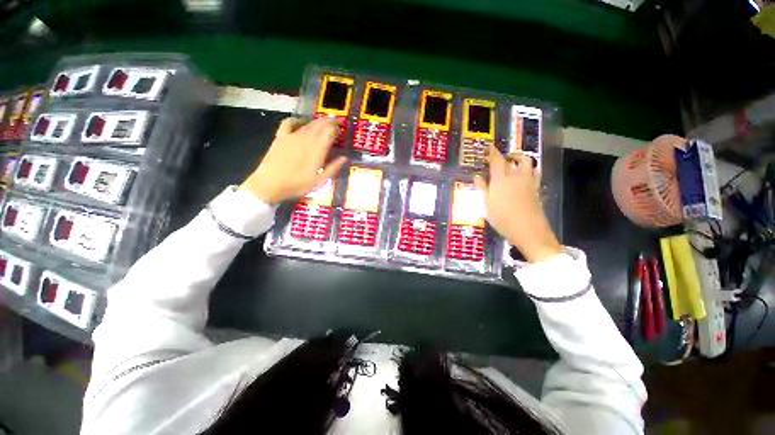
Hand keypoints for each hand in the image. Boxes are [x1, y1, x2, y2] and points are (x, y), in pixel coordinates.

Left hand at [240, 117, 346, 203]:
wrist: (270, 184)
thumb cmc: (297, 185)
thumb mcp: (319, 181)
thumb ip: (333, 168)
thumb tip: (344, 158)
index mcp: (317, 150)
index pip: (329, 132)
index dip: (336, 127)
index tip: (342, 127)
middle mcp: (306, 139)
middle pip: (320, 125)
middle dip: (329, 121)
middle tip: (336, 120)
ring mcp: (292, 136)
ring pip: (308, 124)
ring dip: (317, 121)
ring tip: (324, 121)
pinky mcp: (281, 137)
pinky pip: (288, 123)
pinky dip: (295, 120)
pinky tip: (299, 121)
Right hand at [473, 145, 561, 262]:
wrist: (528, 230)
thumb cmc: (502, 218)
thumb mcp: (486, 205)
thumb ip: (482, 188)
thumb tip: (477, 176)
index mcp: (502, 179)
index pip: (497, 160)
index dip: (493, 153)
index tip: (489, 147)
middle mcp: (517, 176)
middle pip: (516, 158)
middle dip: (508, 154)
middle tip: (501, 157)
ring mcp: (529, 182)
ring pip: (528, 163)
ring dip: (521, 159)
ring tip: (513, 163)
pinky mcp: (537, 189)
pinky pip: (534, 173)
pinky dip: (528, 170)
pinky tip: (523, 177)